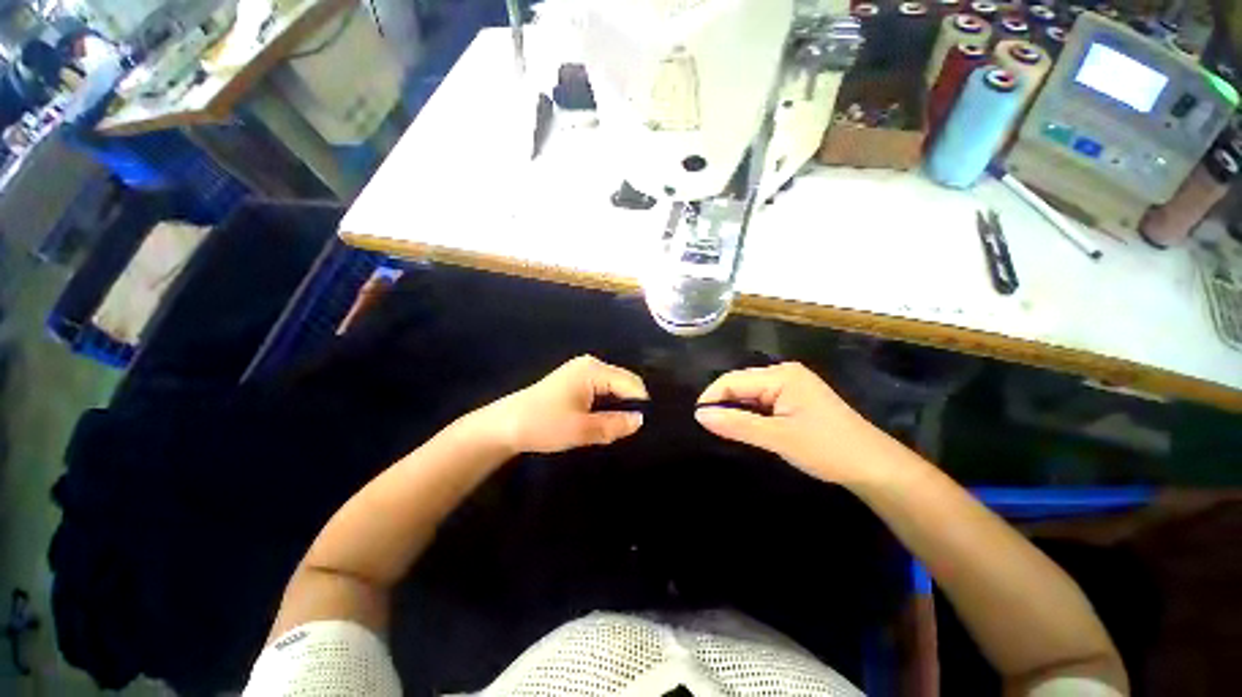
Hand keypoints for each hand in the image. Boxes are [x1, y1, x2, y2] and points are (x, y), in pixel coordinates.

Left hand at [482, 355, 647, 454]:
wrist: (505, 426)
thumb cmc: (543, 424)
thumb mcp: (581, 429)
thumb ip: (614, 425)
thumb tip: (641, 421)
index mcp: (594, 370)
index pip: (632, 383)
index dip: (641, 404)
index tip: (648, 427)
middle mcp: (591, 365)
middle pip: (624, 383)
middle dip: (630, 405)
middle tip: (635, 431)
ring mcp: (582, 372)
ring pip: (614, 388)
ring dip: (619, 407)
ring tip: (624, 428)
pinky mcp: (576, 382)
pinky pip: (603, 391)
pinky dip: (608, 405)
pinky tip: (607, 421)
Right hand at [694, 362, 889, 484]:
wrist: (875, 467)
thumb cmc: (827, 449)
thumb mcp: (778, 437)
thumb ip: (736, 425)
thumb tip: (699, 415)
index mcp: (780, 375)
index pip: (732, 381)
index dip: (712, 398)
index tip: (698, 421)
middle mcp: (784, 373)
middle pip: (741, 385)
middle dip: (724, 405)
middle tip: (712, 430)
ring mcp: (791, 385)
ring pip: (751, 395)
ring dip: (738, 412)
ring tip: (726, 431)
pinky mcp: (795, 399)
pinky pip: (763, 402)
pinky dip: (752, 416)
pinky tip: (749, 429)